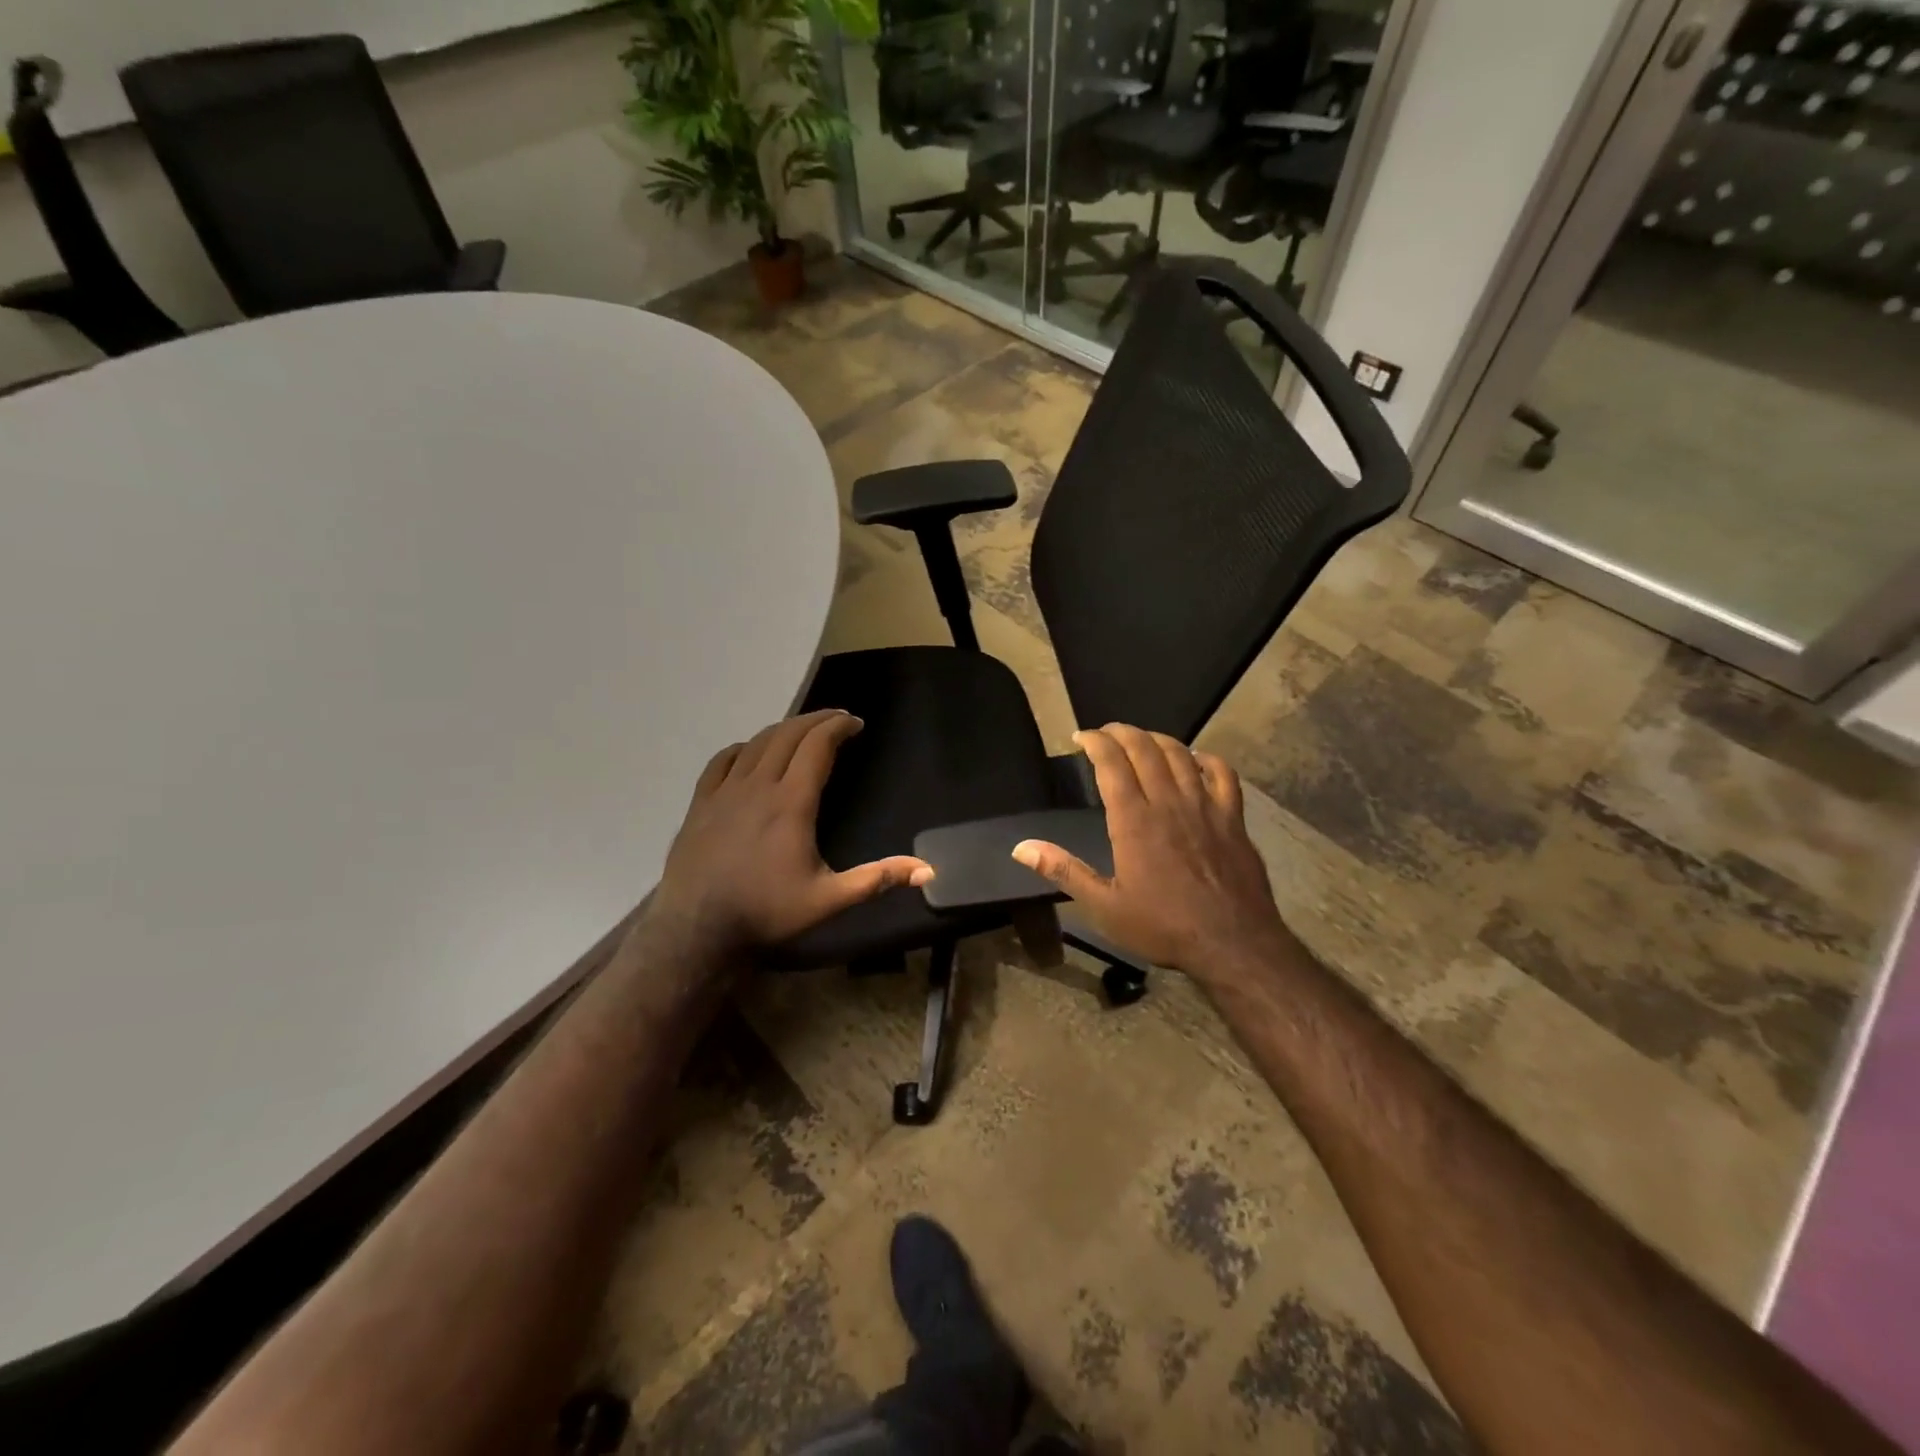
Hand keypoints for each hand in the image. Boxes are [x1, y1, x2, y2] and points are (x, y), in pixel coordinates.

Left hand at [653, 709, 931, 955]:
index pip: (817, 746)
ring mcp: (724, 792)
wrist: (696, 930)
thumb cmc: (766, 912)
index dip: (837, 727)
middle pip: (787, 735)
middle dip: (815, 720)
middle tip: (836, 719)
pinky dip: (742, 748)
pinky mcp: (700, 804)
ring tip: (801, 730)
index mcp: (791, 802)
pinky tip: (748, 751)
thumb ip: (877, 879)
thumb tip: (928, 870)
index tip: (855, 722)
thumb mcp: (829, 899)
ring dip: (783, 729)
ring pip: (756, 743)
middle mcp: (758, 786)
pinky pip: (721, 761)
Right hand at [1011, 724, 1291, 978]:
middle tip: (1106, 732)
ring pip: (1180, 755)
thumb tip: (1020, 847)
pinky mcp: (1232, 818)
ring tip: (1142, 739)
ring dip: (1157, 739)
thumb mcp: (1104, 906)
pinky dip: (1206, 759)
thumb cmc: (1163, 927)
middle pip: (1145, 749)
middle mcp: (1168, 803)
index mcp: (1134, 821)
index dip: (1096, 742)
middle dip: (1122, 732)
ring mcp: (1205, 807)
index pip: (1112, 764)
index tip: (1081, 736)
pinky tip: (1196, 759)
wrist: (1233, 944)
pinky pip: (1222, 774)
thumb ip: (1064, 870)